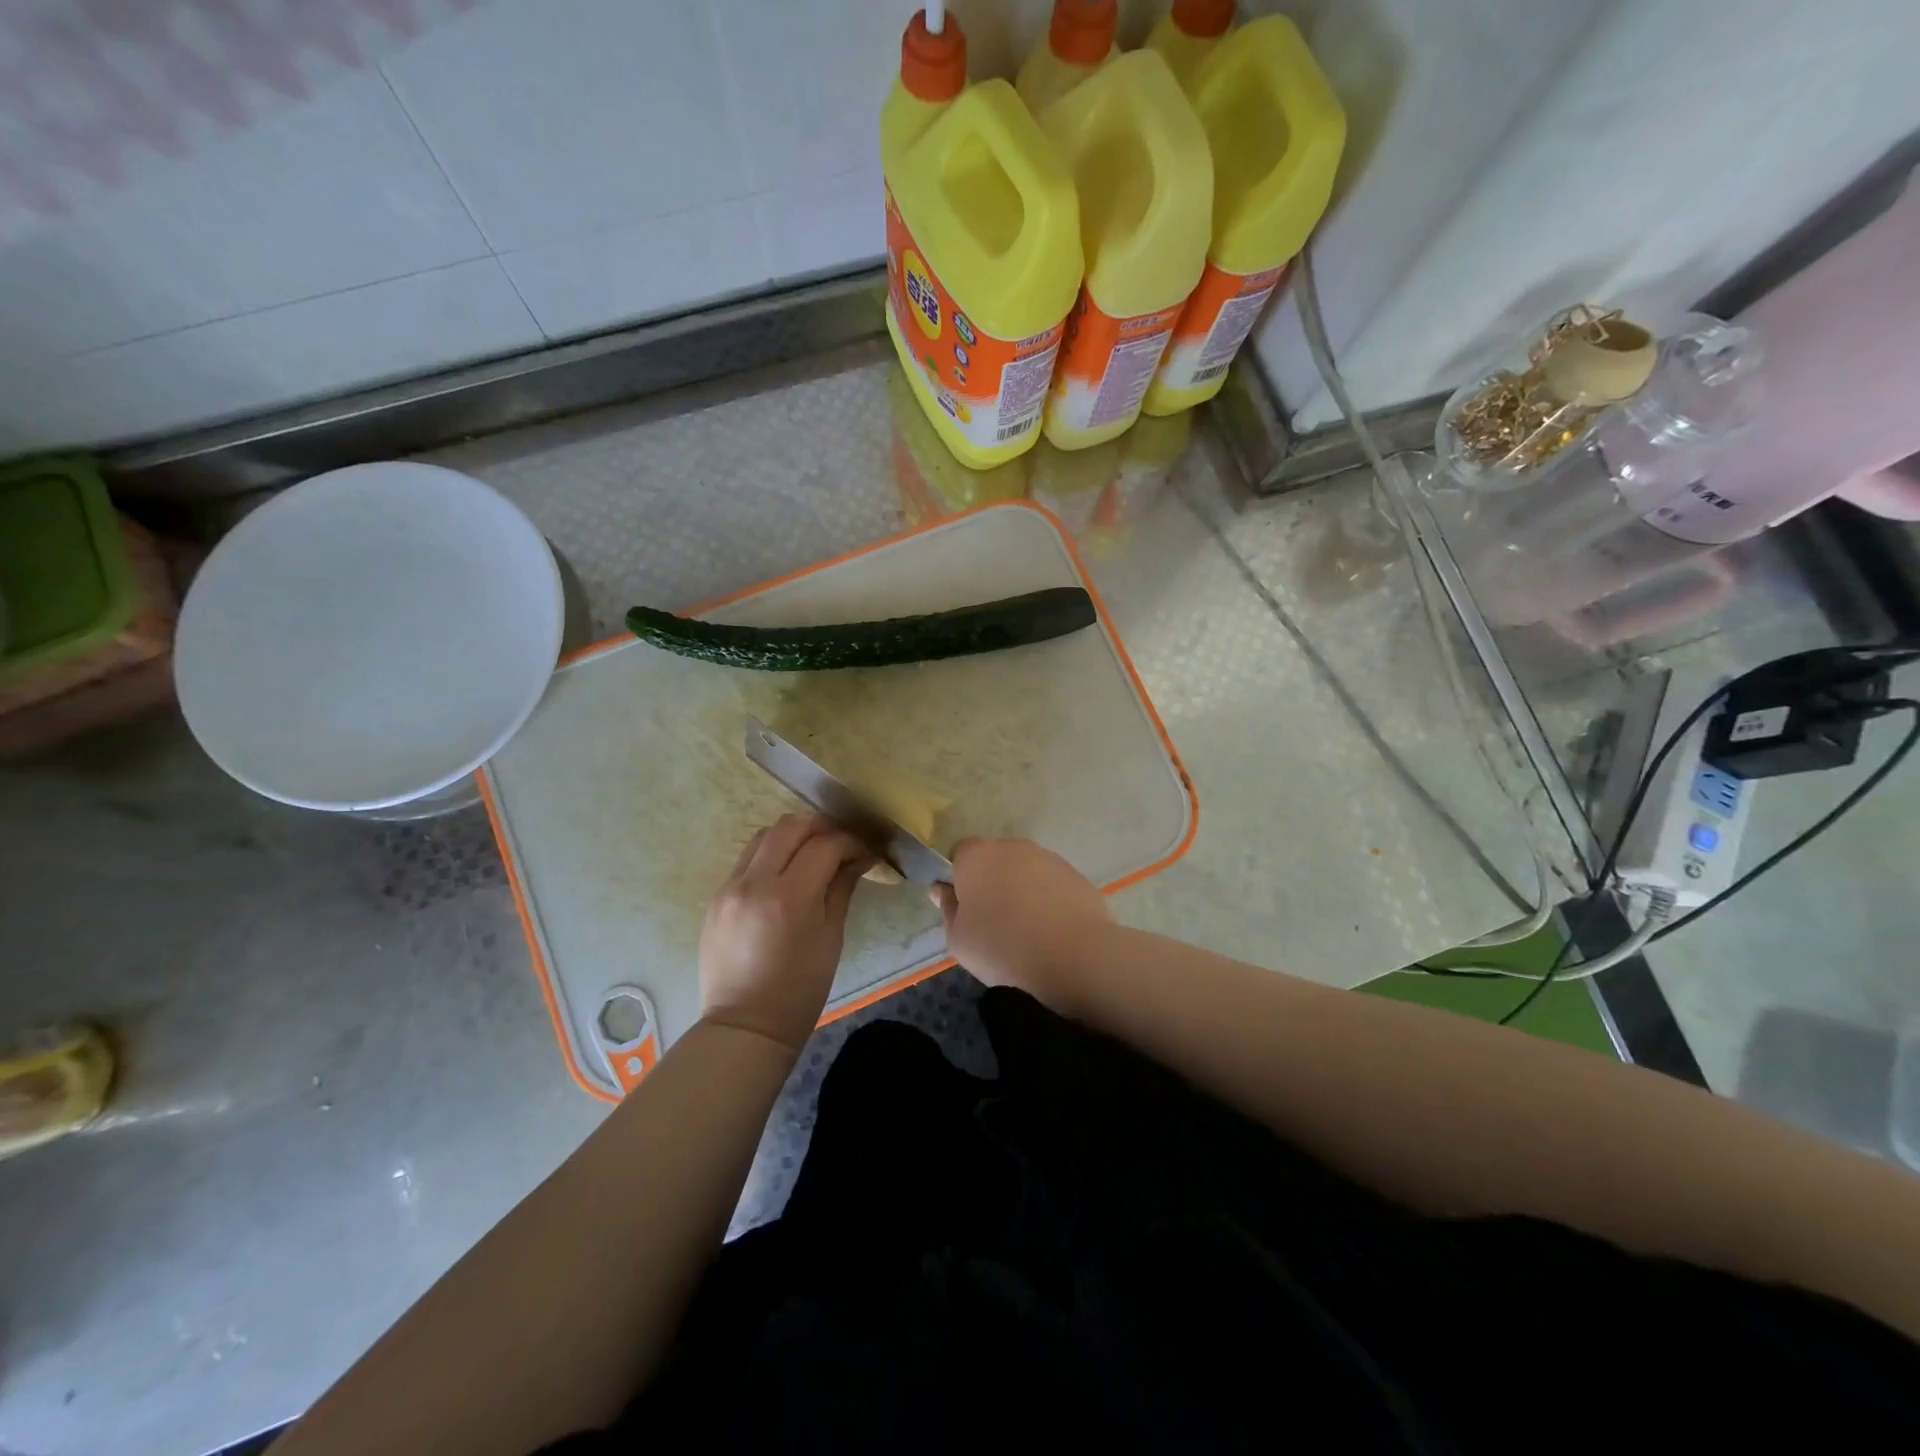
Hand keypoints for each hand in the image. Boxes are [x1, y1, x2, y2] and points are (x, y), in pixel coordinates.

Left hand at [699, 814, 871, 1051]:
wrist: (746, 1026)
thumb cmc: (800, 990)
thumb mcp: (831, 937)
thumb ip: (842, 887)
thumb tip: (859, 857)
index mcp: (790, 898)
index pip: (826, 845)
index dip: (851, 842)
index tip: (866, 852)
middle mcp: (755, 882)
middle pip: (791, 826)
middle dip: (821, 827)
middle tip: (841, 842)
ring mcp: (730, 887)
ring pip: (764, 835)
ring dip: (793, 835)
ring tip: (813, 852)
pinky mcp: (716, 896)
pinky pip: (747, 859)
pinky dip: (771, 854)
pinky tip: (786, 872)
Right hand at [931, 837, 1112, 1004]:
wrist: (1072, 955)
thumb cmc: (1002, 946)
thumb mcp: (958, 939)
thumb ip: (948, 909)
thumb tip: (942, 890)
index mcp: (977, 856)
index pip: (959, 853)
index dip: (959, 878)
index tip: (964, 907)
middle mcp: (1012, 847)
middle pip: (994, 860)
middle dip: (992, 882)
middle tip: (993, 920)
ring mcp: (1048, 858)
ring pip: (1025, 871)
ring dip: (1022, 890)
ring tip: (1027, 930)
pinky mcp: (1075, 874)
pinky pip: (1052, 885)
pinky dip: (1049, 900)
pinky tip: (1052, 931)